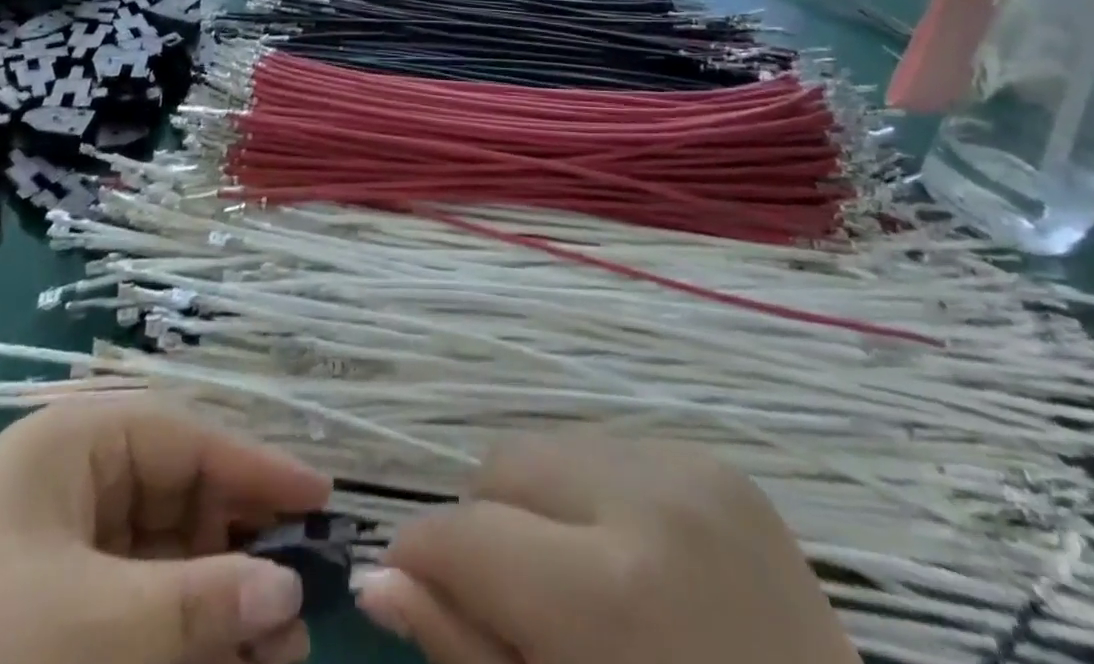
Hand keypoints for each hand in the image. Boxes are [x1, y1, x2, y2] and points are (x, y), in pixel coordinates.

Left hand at [0, 400, 330, 663]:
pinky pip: (128, 614)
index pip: (192, 440)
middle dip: (241, 555)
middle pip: (182, 503)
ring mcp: (57, 550)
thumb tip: (289, 592)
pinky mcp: (44, 616)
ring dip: (213, 607)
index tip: (324, 504)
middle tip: (300, 615)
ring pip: (161, 565)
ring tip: (273, 658)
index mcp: (81, 440)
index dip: (258, 471)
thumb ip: (194, 607)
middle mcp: (75, 480)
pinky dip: (172, 640)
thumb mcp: (86, 626)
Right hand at [356, 437, 857, 663]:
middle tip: (516, 611)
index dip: (424, 563)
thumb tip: (376, 580)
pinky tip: (632, 565)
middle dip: (486, 530)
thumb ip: (466, 652)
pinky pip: (608, 453)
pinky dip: (593, 500)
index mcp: (616, 591)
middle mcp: (650, 495)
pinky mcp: (717, 461)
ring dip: (540, 509)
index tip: (416, 596)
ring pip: (551, 450)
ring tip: (579, 589)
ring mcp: (692, 466)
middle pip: (504, 465)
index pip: (466, 533)